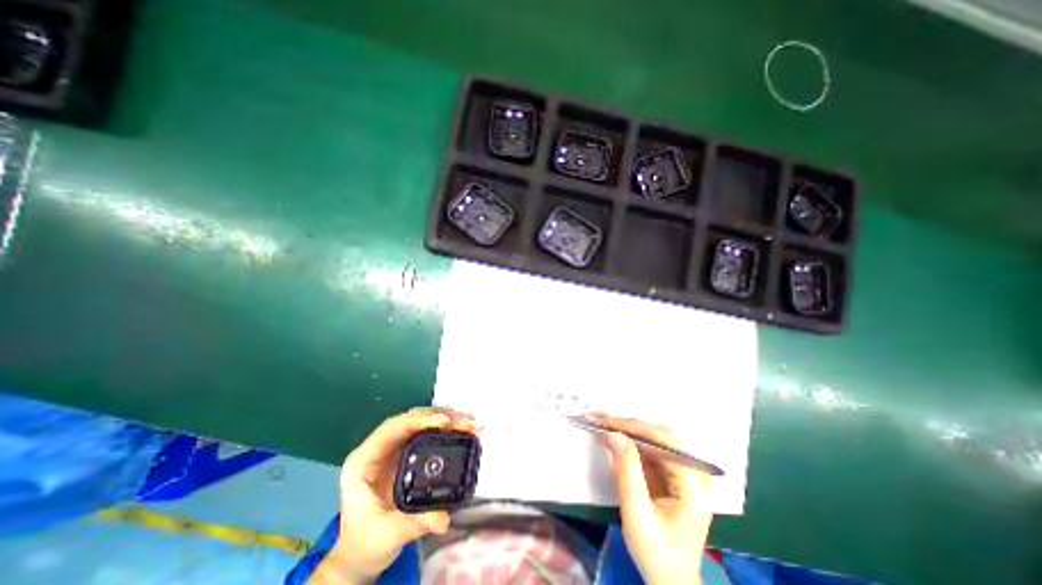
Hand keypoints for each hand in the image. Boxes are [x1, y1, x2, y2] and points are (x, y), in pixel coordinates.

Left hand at [313, 406, 478, 584]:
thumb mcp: (385, 536)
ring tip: (471, 425)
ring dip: (449, 419)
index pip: (393, 428)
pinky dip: (448, 429)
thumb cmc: (365, 543)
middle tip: (468, 423)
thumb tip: (443, 518)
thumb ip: (412, 524)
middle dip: (442, 416)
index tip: (445, 421)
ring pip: (423, 421)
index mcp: (364, 460)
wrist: (362, 552)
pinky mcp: (408, 450)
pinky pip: (430, 432)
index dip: (419, 420)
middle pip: (412, 419)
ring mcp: (395, 446)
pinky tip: (464, 431)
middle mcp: (380, 446)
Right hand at [593, 414, 715, 584]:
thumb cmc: (656, 553)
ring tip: (605, 424)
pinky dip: (633, 443)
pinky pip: (653, 450)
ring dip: (629, 432)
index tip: (607, 421)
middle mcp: (696, 473)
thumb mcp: (637, 513)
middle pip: (661, 436)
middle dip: (630, 426)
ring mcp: (687, 473)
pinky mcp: (675, 475)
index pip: (664, 441)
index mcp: (694, 485)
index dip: (635, 427)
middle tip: (602, 419)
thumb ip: (627, 470)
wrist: (670, 581)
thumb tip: (612, 433)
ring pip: (656, 440)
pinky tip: (617, 439)